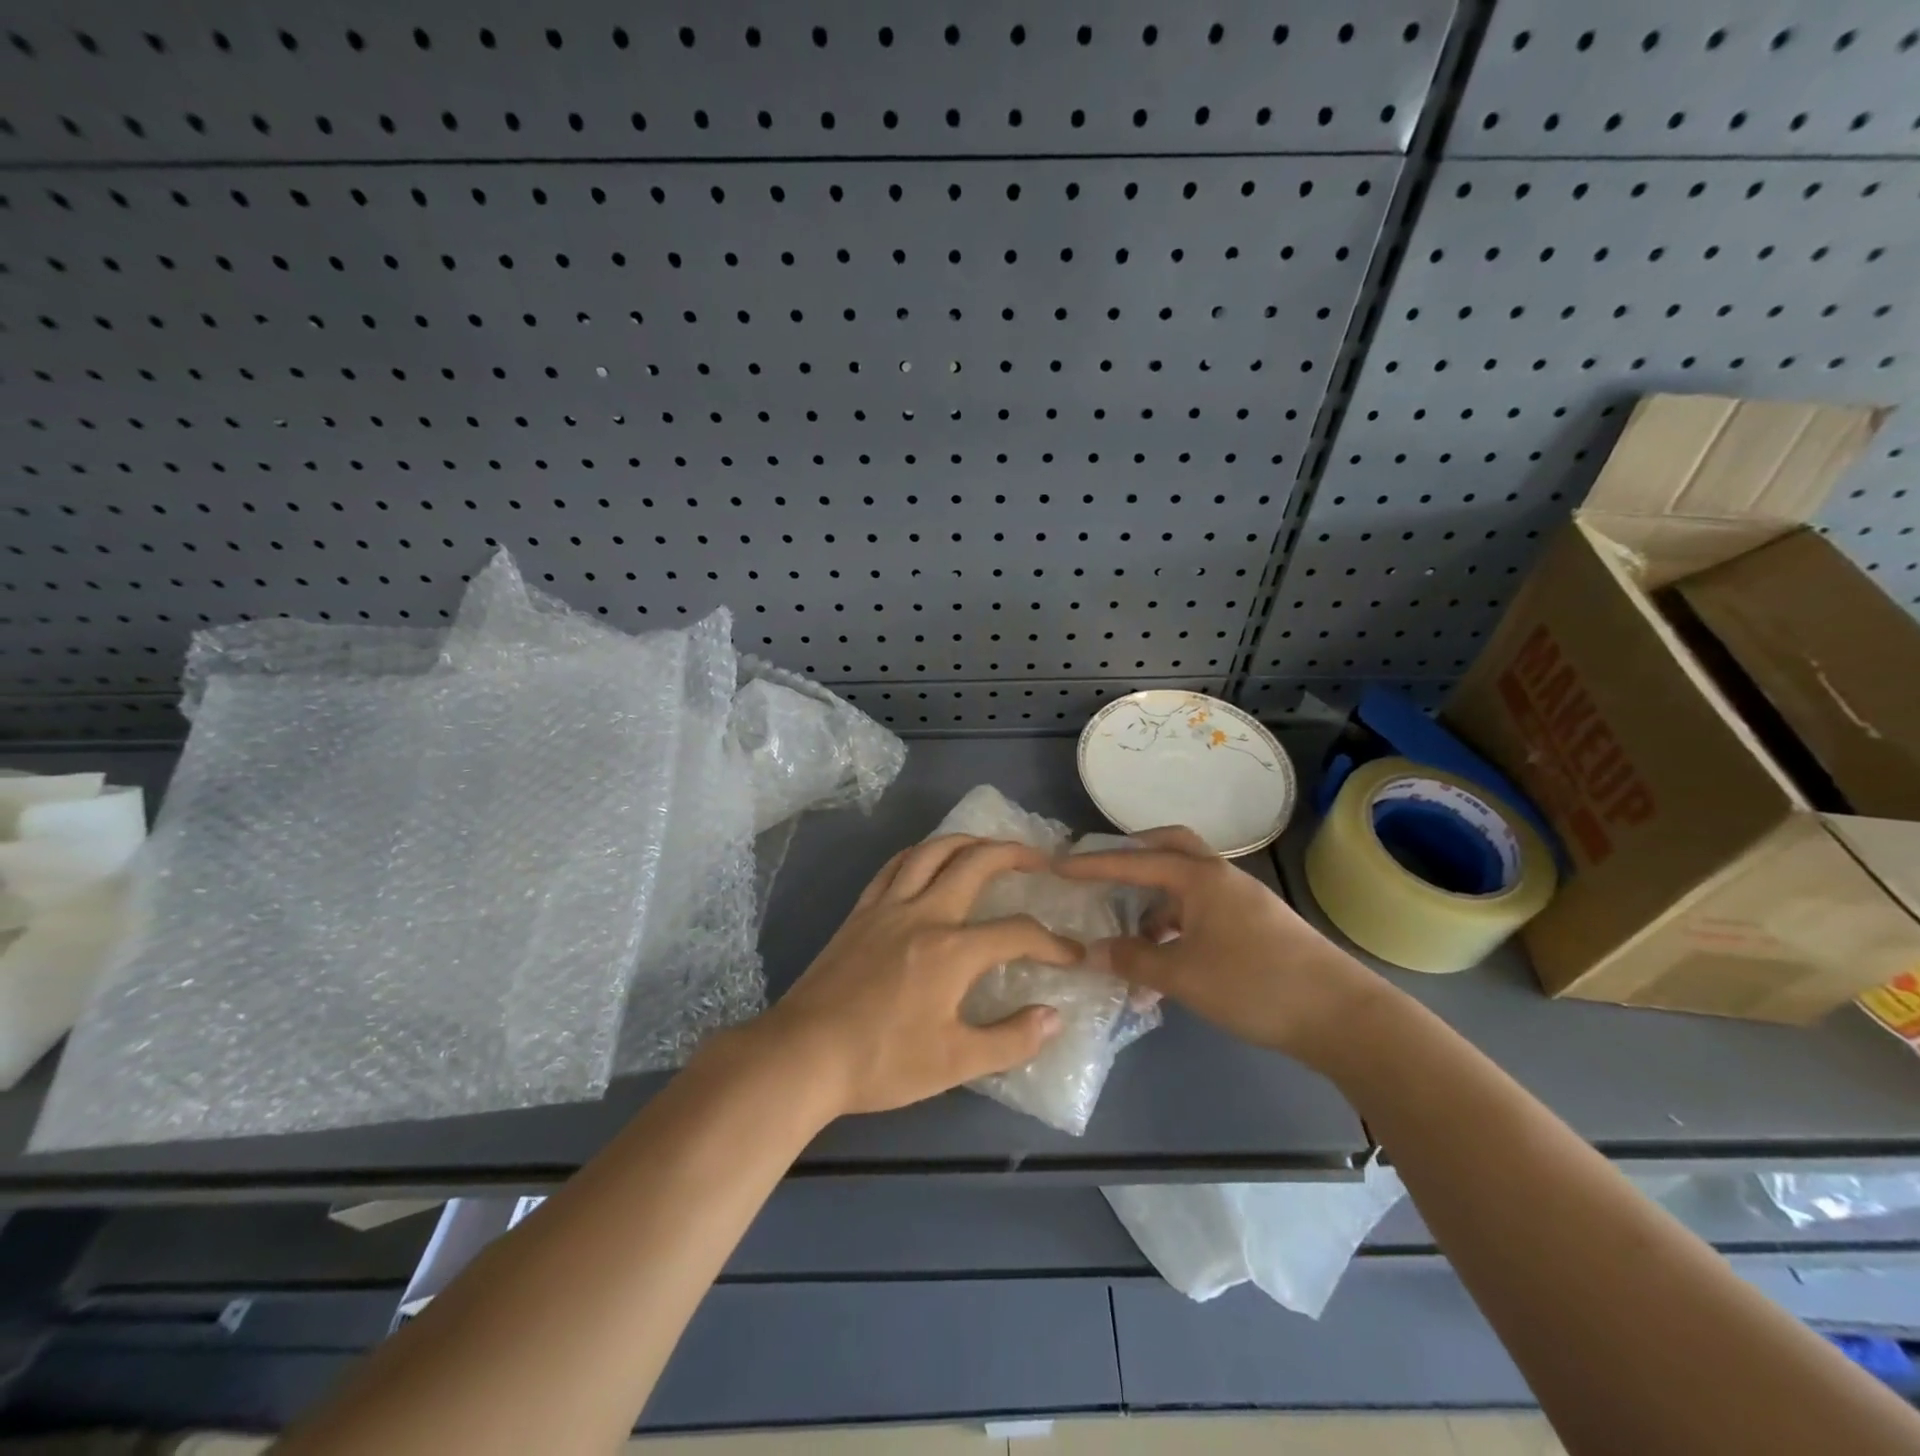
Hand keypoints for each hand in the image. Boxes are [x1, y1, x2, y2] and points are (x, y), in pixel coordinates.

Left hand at [756, 836, 1079, 1115]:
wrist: (804, 1055)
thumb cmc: (882, 1062)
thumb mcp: (956, 1062)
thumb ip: (1011, 1039)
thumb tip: (1054, 1016)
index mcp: (953, 951)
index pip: (1017, 932)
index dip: (1052, 942)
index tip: (1072, 955)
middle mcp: (924, 914)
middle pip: (976, 863)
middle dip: (1014, 854)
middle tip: (1040, 859)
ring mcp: (887, 907)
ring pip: (932, 852)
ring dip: (967, 841)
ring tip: (989, 846)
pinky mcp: (860, 912)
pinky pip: (894, 866)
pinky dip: (920, 853)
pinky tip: (928, 859)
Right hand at [1056, 826, 1386, 1064]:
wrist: (1342, 1015)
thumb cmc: (1254, 984)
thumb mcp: (1183, 976)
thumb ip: (1133, 961)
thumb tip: (1092, 951)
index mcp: (1199, 878)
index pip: (1134, 862)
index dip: (1093, 865)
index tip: (1058, 866)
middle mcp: (1220, 877)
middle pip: (1171, 848)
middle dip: (1134, 855)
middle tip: (1103, 873)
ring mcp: (1242, 900)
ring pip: (1187, 887)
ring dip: (1155, 906)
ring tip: (1131, 944)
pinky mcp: (1257, 926)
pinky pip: (1204, 913)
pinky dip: (1178, 929)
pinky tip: (1168, 965)